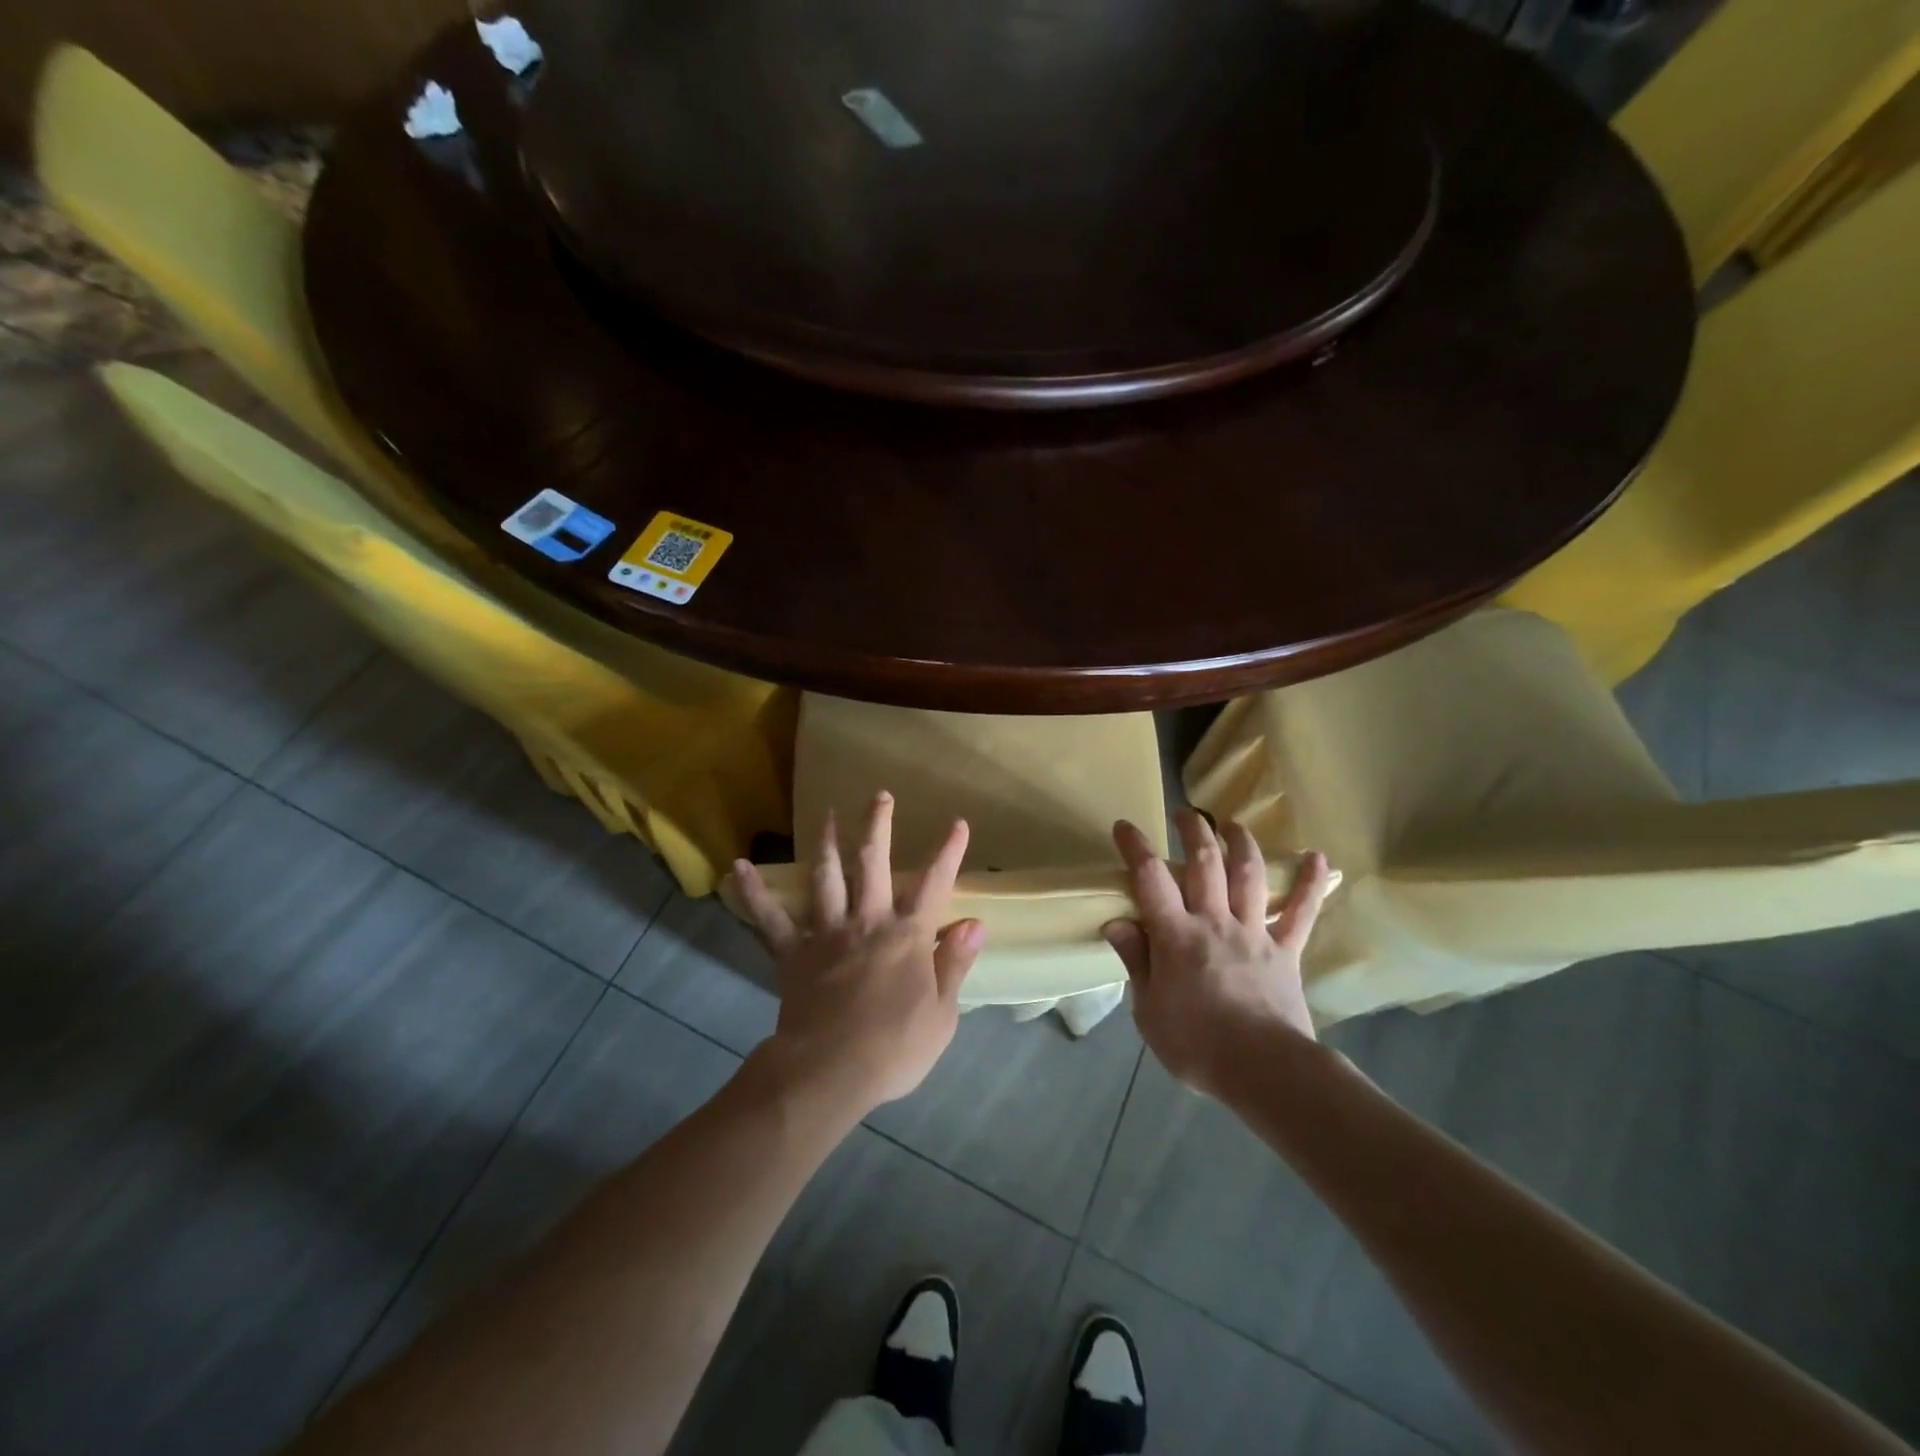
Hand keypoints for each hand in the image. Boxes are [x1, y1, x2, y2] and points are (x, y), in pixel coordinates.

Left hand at [729, 792, 984, 1116]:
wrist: (829, 1071)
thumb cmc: (894, 1048)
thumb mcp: (942, 1013)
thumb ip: (955, 964)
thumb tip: (974, 924)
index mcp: (908, 936)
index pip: (934, 884)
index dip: (948, 852)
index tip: (957, 823)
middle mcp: (867, 922)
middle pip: (873, 864)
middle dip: (878, 826)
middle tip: (879, 795)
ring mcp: (827, 933)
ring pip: (827, 877)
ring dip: (826, 843)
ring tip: (825, 814)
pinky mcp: (793, 953)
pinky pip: (770, 918)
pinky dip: (754, 892)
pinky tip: (738, 868)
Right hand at [1104, 809, 1331, 1096]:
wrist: (1265, 1072)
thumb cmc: (1197, 1045)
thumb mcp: (1148, 1011)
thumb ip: (1136, 961)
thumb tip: (1117, 922)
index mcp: (1177, 936)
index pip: (1150, 879)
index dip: (1136, 848)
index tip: (1125, 826)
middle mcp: (1215, 922)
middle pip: (1205, 863)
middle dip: (1194, 831)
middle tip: (1186, 813)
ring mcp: (1254, 932)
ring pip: (1248, 875)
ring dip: (1240, 843)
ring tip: (1232, 824)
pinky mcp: (1286, 950)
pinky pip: (1302, 912)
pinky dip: (1311, 884)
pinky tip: (1318, 857)